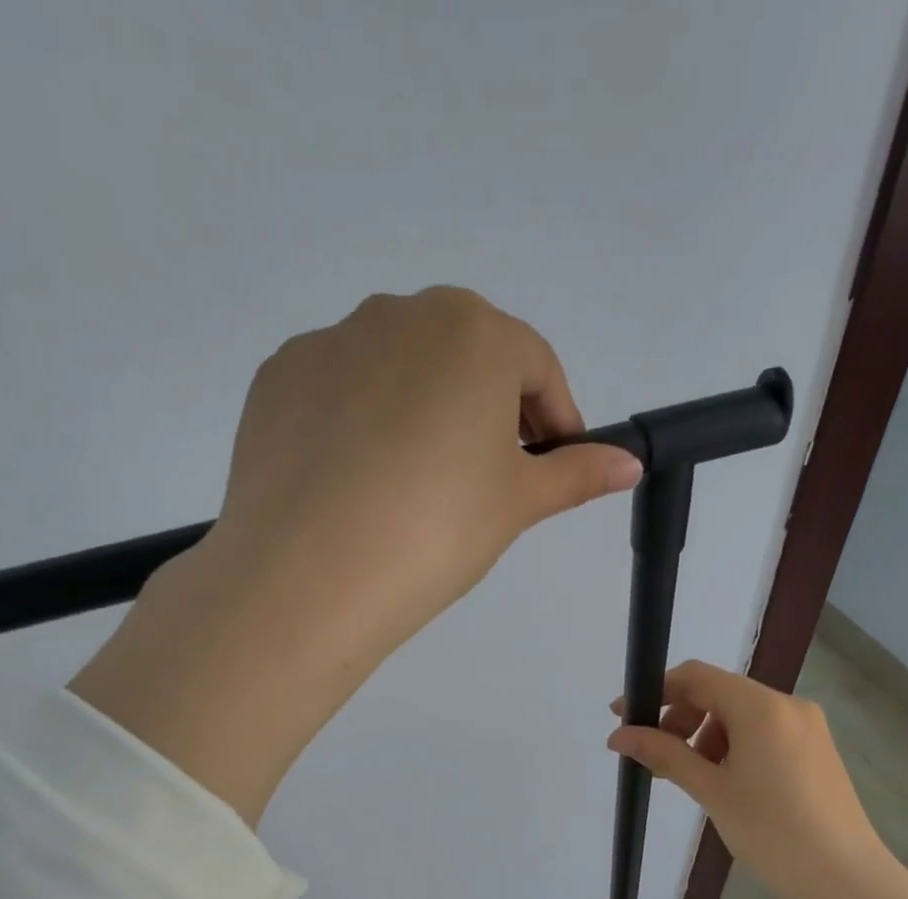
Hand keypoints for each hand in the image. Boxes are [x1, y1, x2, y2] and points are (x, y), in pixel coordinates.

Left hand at [72, 288, 641, 824]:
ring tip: (415, 486)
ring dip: (423, 411)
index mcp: (472, 331)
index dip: (555, 421)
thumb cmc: (436, 530)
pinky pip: (341, 390)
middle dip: (489, 409)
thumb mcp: (517, 504)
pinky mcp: (278, 378)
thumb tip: (629, 464)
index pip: (536, 367)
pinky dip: (361, 423)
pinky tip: (358, 482)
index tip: (553, 468)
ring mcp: (330, 342)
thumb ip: (576, 473)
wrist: (310, 574)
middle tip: (486, 480)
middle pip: (465, 357)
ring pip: (399, 370)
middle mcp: (398, 313)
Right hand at [609, 661, 907, 898]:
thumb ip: (664, 754)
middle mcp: (788, 705)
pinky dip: (734, 746)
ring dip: (706, 735)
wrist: (845, 880)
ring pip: (741, 714)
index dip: (655, 691)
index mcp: (761, 707)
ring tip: (694, 779)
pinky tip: (727, 783)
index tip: (624, 716)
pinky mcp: (816, 749)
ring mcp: (807, 726)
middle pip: (719, 693)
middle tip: (659, 759)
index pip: (696, 677)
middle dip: (680, 718)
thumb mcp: (711, 790)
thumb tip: (618, 736)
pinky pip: (764, 732)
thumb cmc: (771, 832)